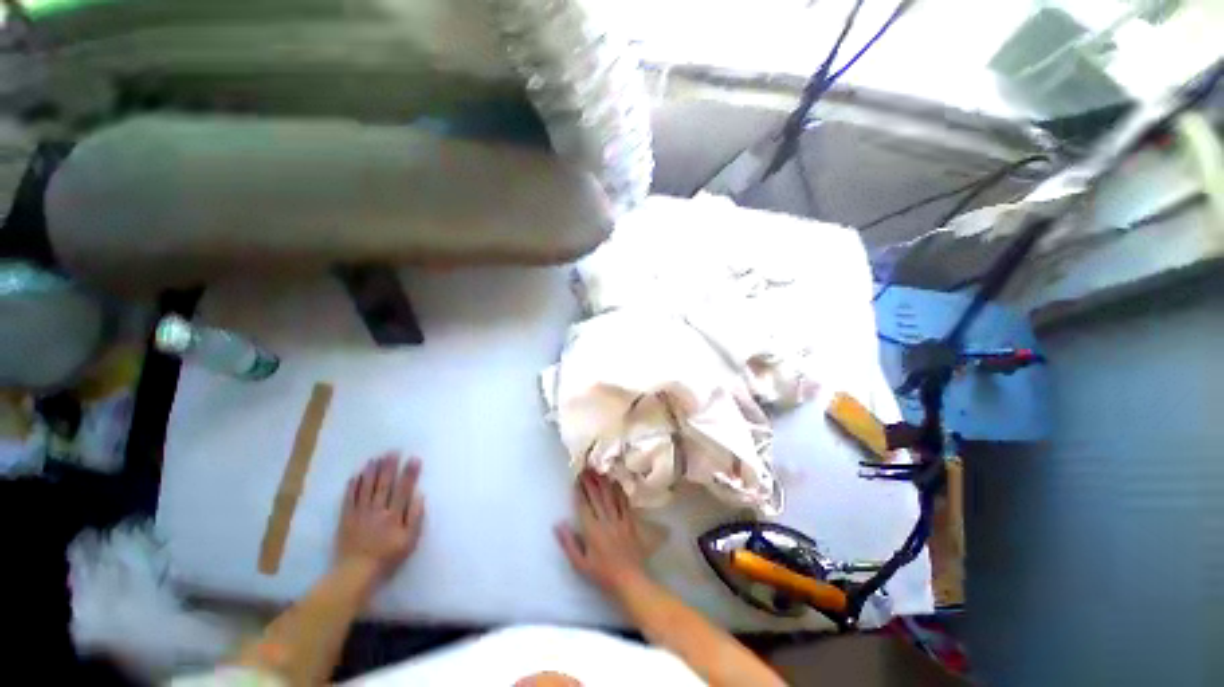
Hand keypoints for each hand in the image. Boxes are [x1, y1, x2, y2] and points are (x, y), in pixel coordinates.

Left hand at [336, 453, 424, 581]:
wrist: (355, 573)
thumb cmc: (387, 557)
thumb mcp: (410, 540)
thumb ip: (415, 517)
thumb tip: (419, 496)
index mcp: (394, 515)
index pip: (404, 489)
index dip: (409, 473)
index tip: (414, 459)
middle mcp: (377, 510)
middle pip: (384, 484)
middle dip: (389, 467)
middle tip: (393, 451)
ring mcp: (360, 513)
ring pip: (366, 488)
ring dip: (371, 472)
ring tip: (375, 458)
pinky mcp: (346, 519)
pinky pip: (349, 499)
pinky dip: (352, 487)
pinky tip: (355, 476)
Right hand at [554, 472, 647, 591]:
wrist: (629, 580)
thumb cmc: (602, 574)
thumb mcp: (580, 564)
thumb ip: (568, 543)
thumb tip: (558, 524)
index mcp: (592, 530)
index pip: (583, 506)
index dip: (579, 491)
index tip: (575, 479)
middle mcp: (605, 521)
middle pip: (597, 497)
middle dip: (590, 482)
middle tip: (585, 468)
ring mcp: (619, 520)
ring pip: (610, 496)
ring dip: (603, 482)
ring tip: (598, 470)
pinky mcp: (630, 521)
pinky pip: (624, 502)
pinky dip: (619, 491)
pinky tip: (616, 482)